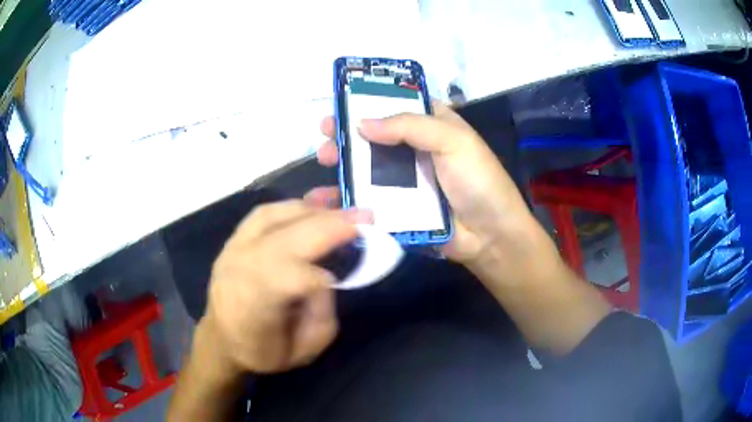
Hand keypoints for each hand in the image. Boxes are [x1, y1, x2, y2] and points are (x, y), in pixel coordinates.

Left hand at [198, 200, 371, 374]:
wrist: (221, 340)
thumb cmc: (263, 351)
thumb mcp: (305, 350)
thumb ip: (322, 312)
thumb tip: (327, 275)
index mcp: (256, 303)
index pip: (298, 278)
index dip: (327, 278)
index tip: (348, 278)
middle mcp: (242, 268)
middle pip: (290, 236)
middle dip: (332, 223)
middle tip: (367, 215)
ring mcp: (234, 249)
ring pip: (276, 215)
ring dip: (313, 209)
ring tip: (341, 206)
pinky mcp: (234, 240)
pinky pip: (264, 213)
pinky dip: (292, 206)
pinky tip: (311, 205)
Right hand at [315, 102, 552, 281]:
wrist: (490, 237)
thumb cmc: (478, 181)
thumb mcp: (453, 141)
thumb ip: (410, 126)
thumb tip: (361, 124)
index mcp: (432, 124)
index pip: (396, 105)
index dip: (369, 102)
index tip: (341, 104)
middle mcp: (415, 148)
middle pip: (375, 135)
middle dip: (349, 133)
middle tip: (325, 134)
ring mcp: (405, 180)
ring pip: (366, 166)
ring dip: (342, 162)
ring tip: (323, 161)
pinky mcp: (397, 207)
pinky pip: (367, 197)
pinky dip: (346, 196)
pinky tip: (324, 197)